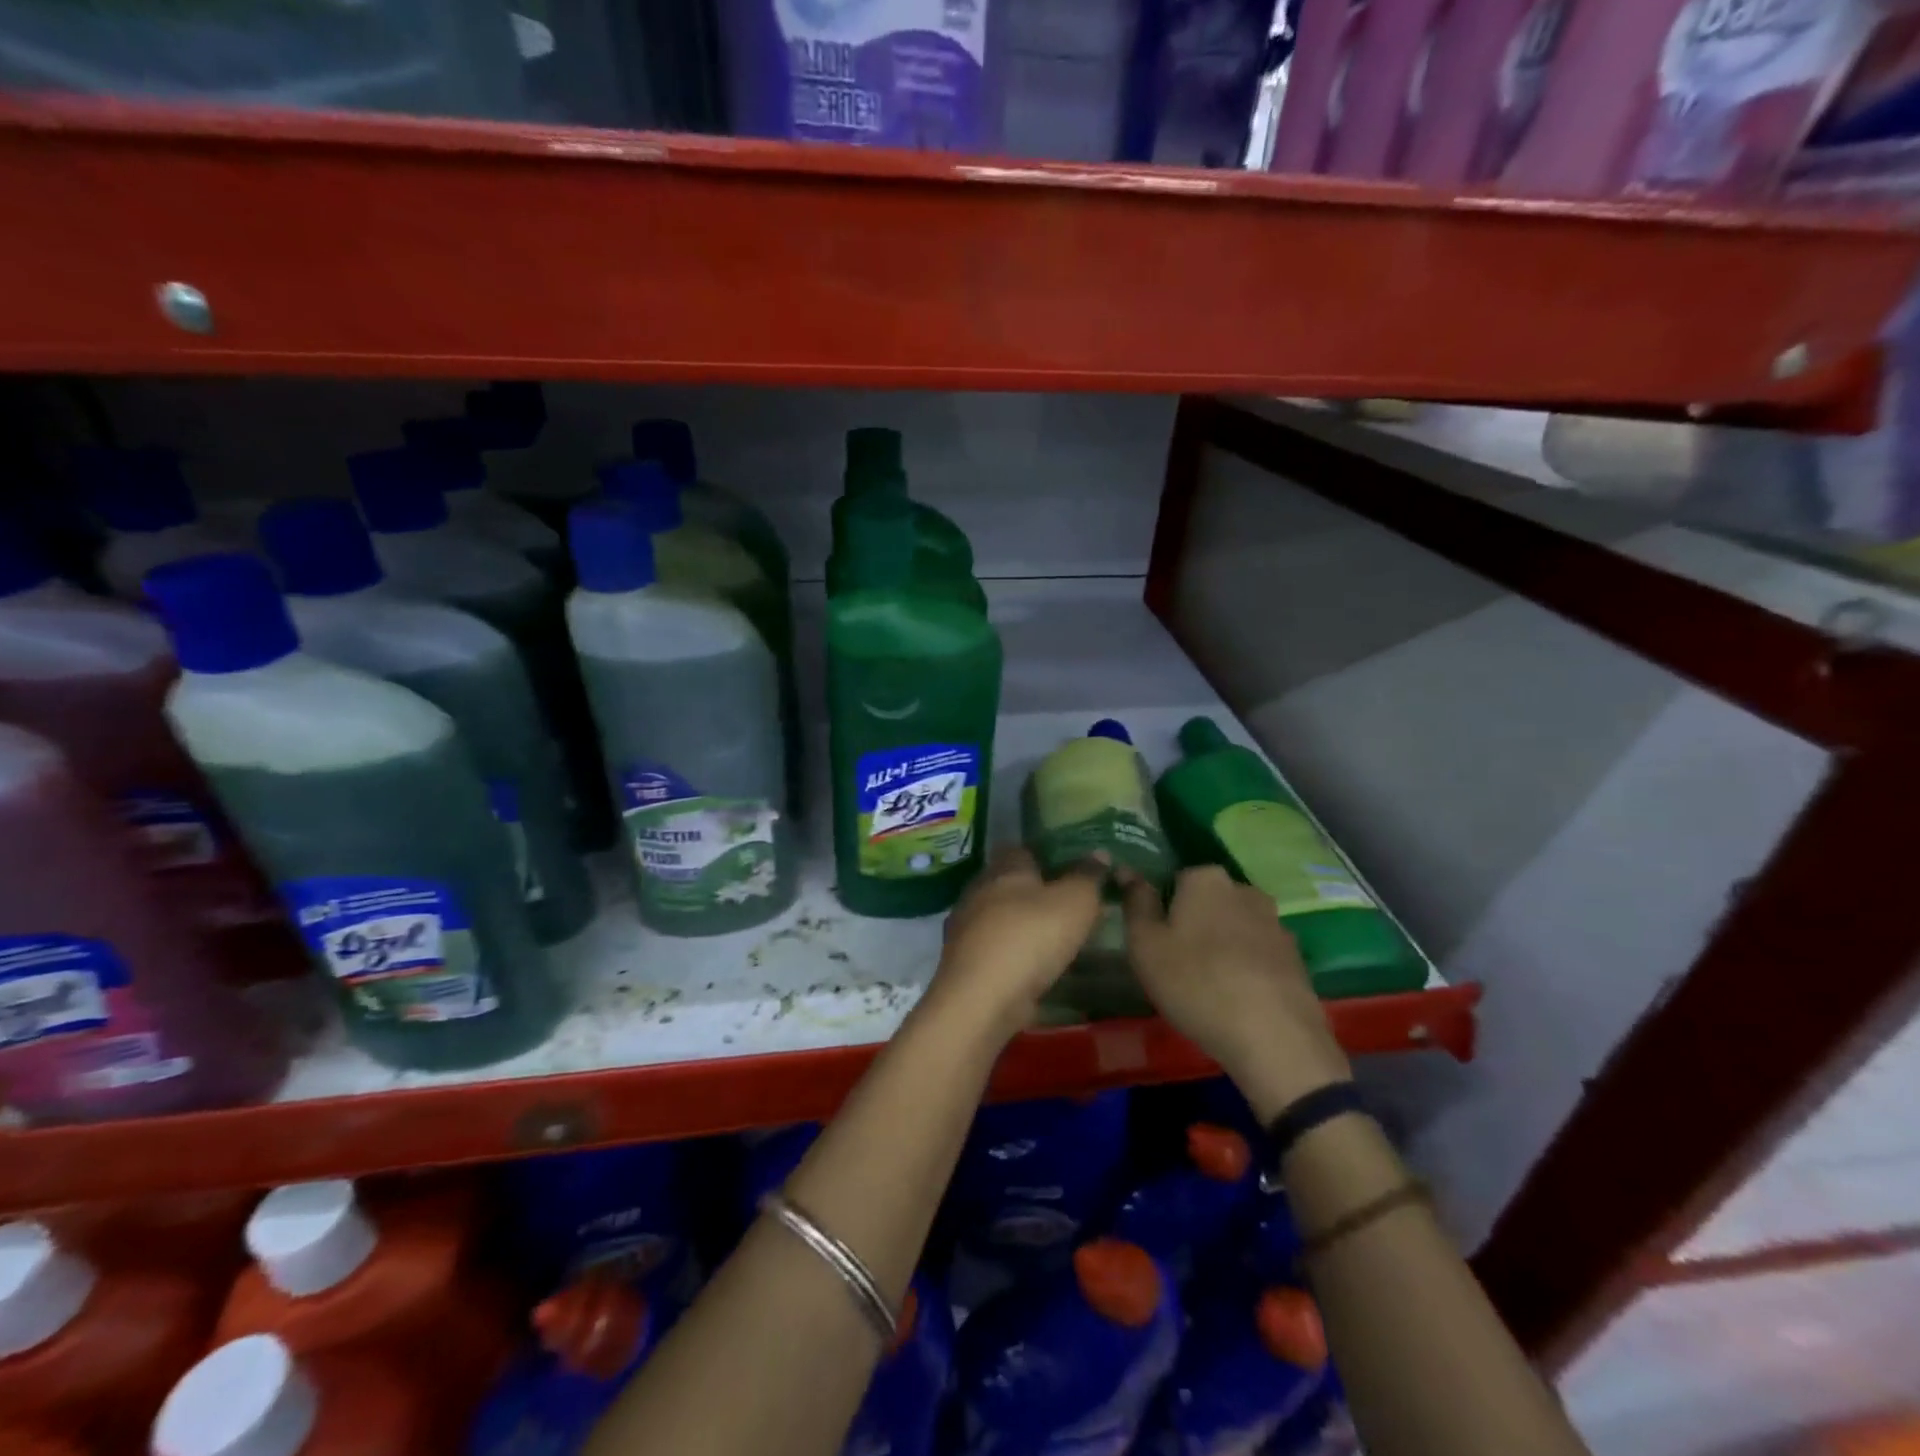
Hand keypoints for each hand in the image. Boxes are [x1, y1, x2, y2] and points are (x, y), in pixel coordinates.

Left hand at [921, 847, 1105, 1045]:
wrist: (981, 998)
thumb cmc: (1031, 937)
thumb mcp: (1075, 902)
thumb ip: (1088, 876)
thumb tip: (1099, 853)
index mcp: (1004, 867)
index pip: (1025, 849)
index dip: (1050, 856)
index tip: (1075, 869)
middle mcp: (979, 889)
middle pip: (1012, 883)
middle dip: (1038, 893)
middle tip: (1072, 906)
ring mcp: (967, 926)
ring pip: (1003, 916)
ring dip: (1025, 925)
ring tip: (1058, 938)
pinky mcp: (965, 960)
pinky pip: (996, 947)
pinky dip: (1015, 952)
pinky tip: (1035, 966)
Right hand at [1122, 865, 1350, 1110]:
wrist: (1274, 1038)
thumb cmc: (1196, 983)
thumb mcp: (1146, 944)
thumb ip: (1136, 902)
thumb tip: (1126, 870)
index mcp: (1206, 879)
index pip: (1174, 880)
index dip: (1162, 910)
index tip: (1155, 942)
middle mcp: (1245, 890)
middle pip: (1207, 902)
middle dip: (1193, 924)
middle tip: (1177, 964)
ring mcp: (1276, 923)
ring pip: (1234, 927)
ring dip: (1221, 946)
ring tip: (1208, 986)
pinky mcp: (1296, 957)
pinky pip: (1258, 953)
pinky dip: (1246, 967)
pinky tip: (1237, 997)